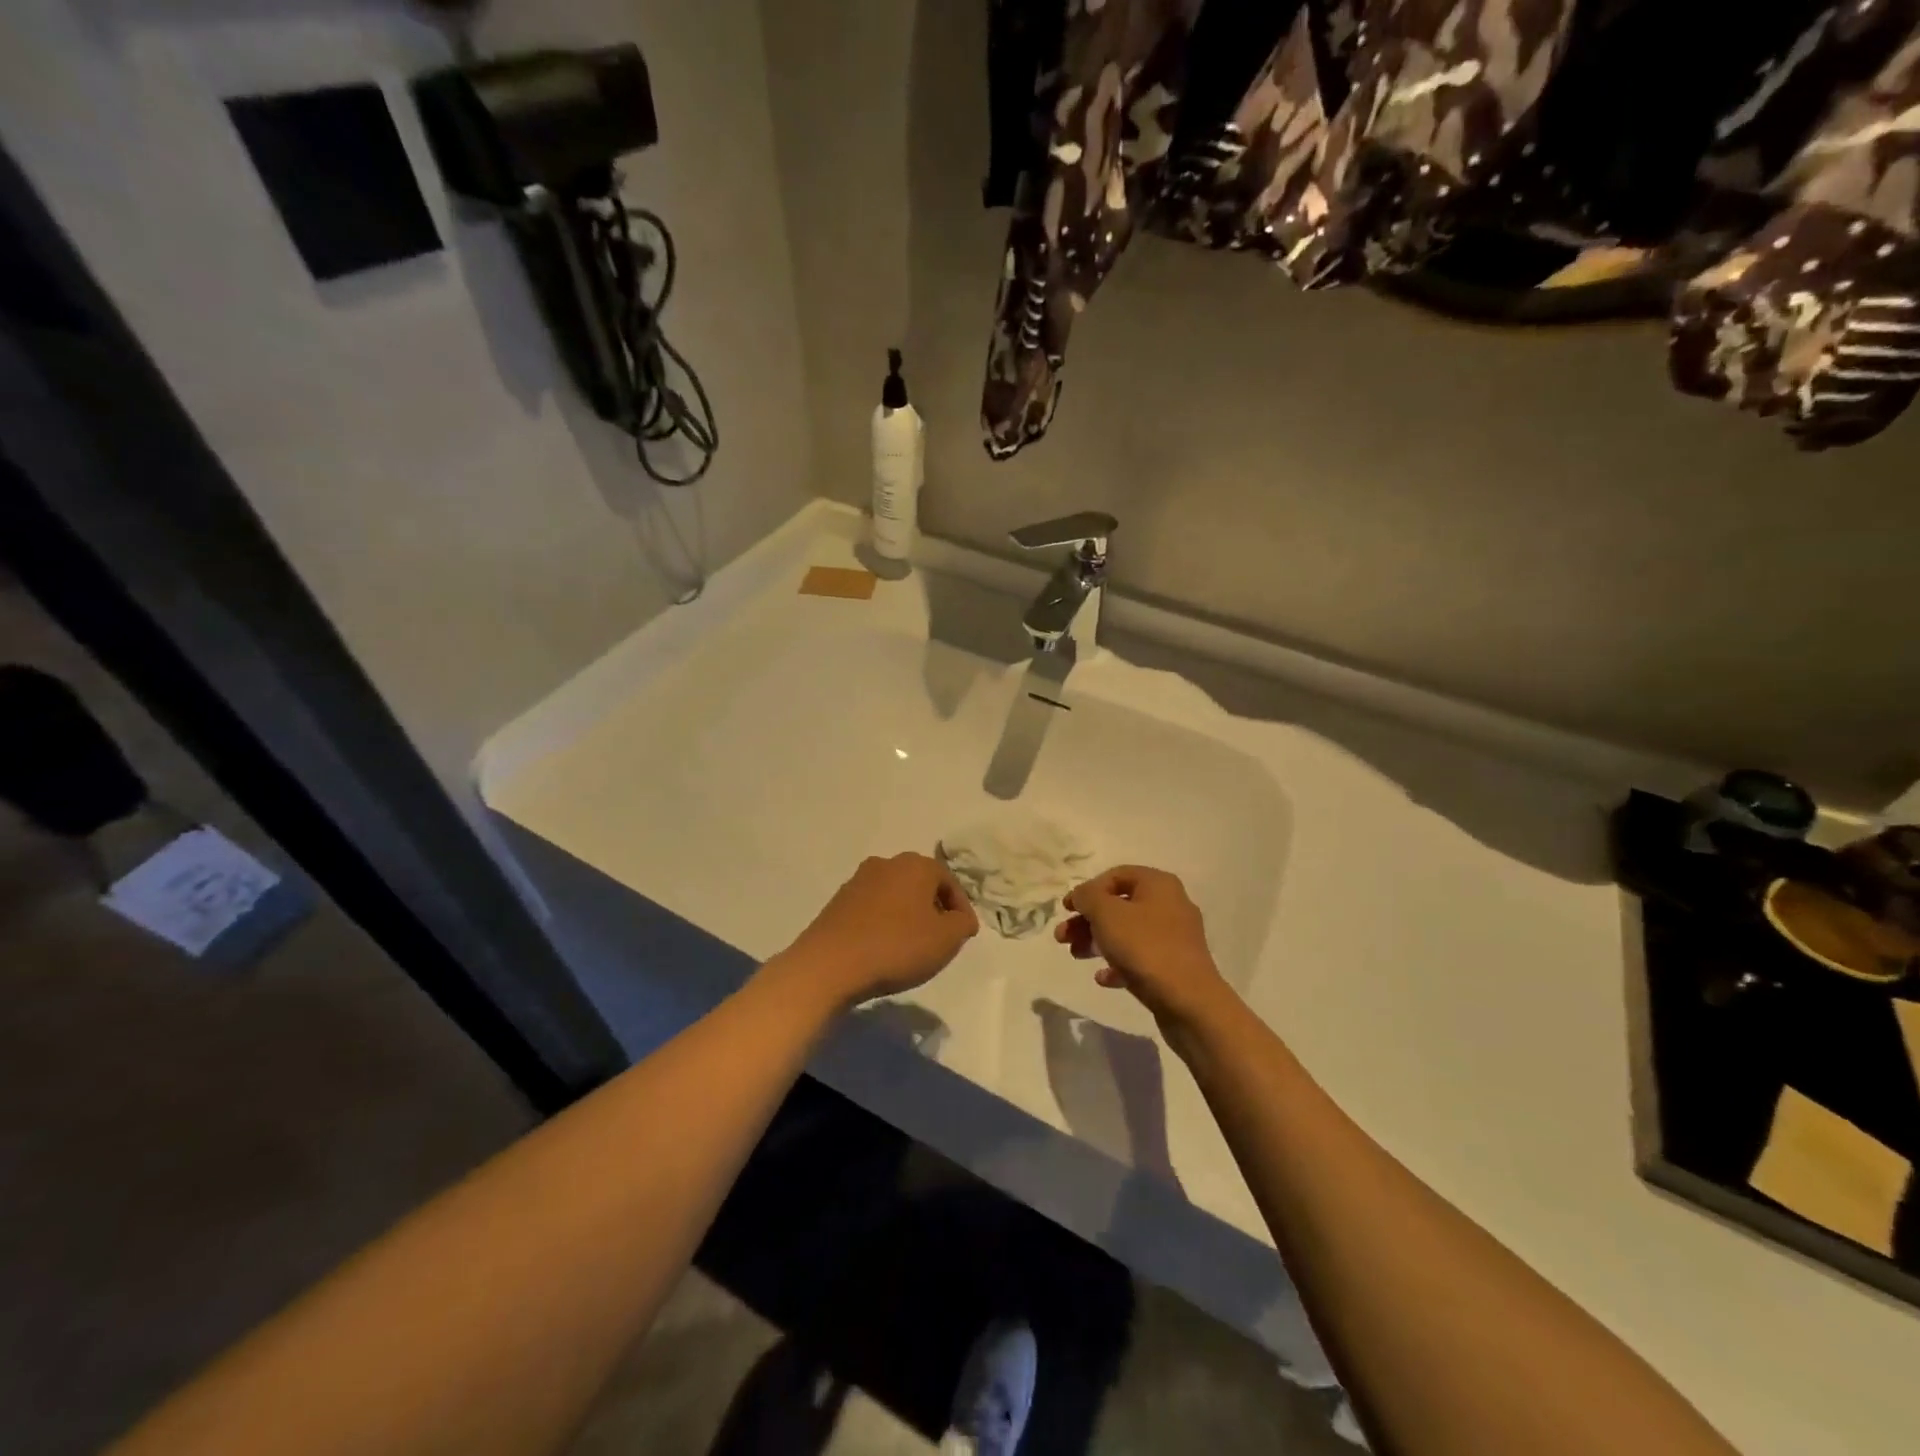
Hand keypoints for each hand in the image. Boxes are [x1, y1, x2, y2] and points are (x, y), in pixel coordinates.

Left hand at [778, 854, 979, 1007]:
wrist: (829, 964)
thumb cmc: (896, 946)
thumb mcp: (946, 940)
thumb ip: (962, 924)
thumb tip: (961, 918)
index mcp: (916, 865)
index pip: (949, 881)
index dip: (961, 909)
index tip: (964, 935)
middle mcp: (886, 863)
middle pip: (921, 884)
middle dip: (933, 909)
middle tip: (940, 939)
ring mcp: (858, 880)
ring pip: (895, 895)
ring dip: (907, 916)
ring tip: (911, 947)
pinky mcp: (838, 901)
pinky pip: (872, 909)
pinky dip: (884, 923)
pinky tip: (884, 948)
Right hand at [1055, 865, 1233, 1032]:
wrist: (1189, 1001)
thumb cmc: (1145, 947)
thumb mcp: (1107, 914)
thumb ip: (1088, 897)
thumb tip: (1082, 895)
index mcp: (1158, 884)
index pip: (1115, 875)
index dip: (1087, 890)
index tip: (1066, 910)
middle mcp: (1170, 905)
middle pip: (1119, 905)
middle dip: (1087, 920)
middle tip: (1063, 937)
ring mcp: (1174, 937)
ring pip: (1127, 932)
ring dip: (1097, 941)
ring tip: (1076, 955)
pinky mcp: (1174, 966)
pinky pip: (1140, 958)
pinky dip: (1118, 964)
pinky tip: (1103, 978)